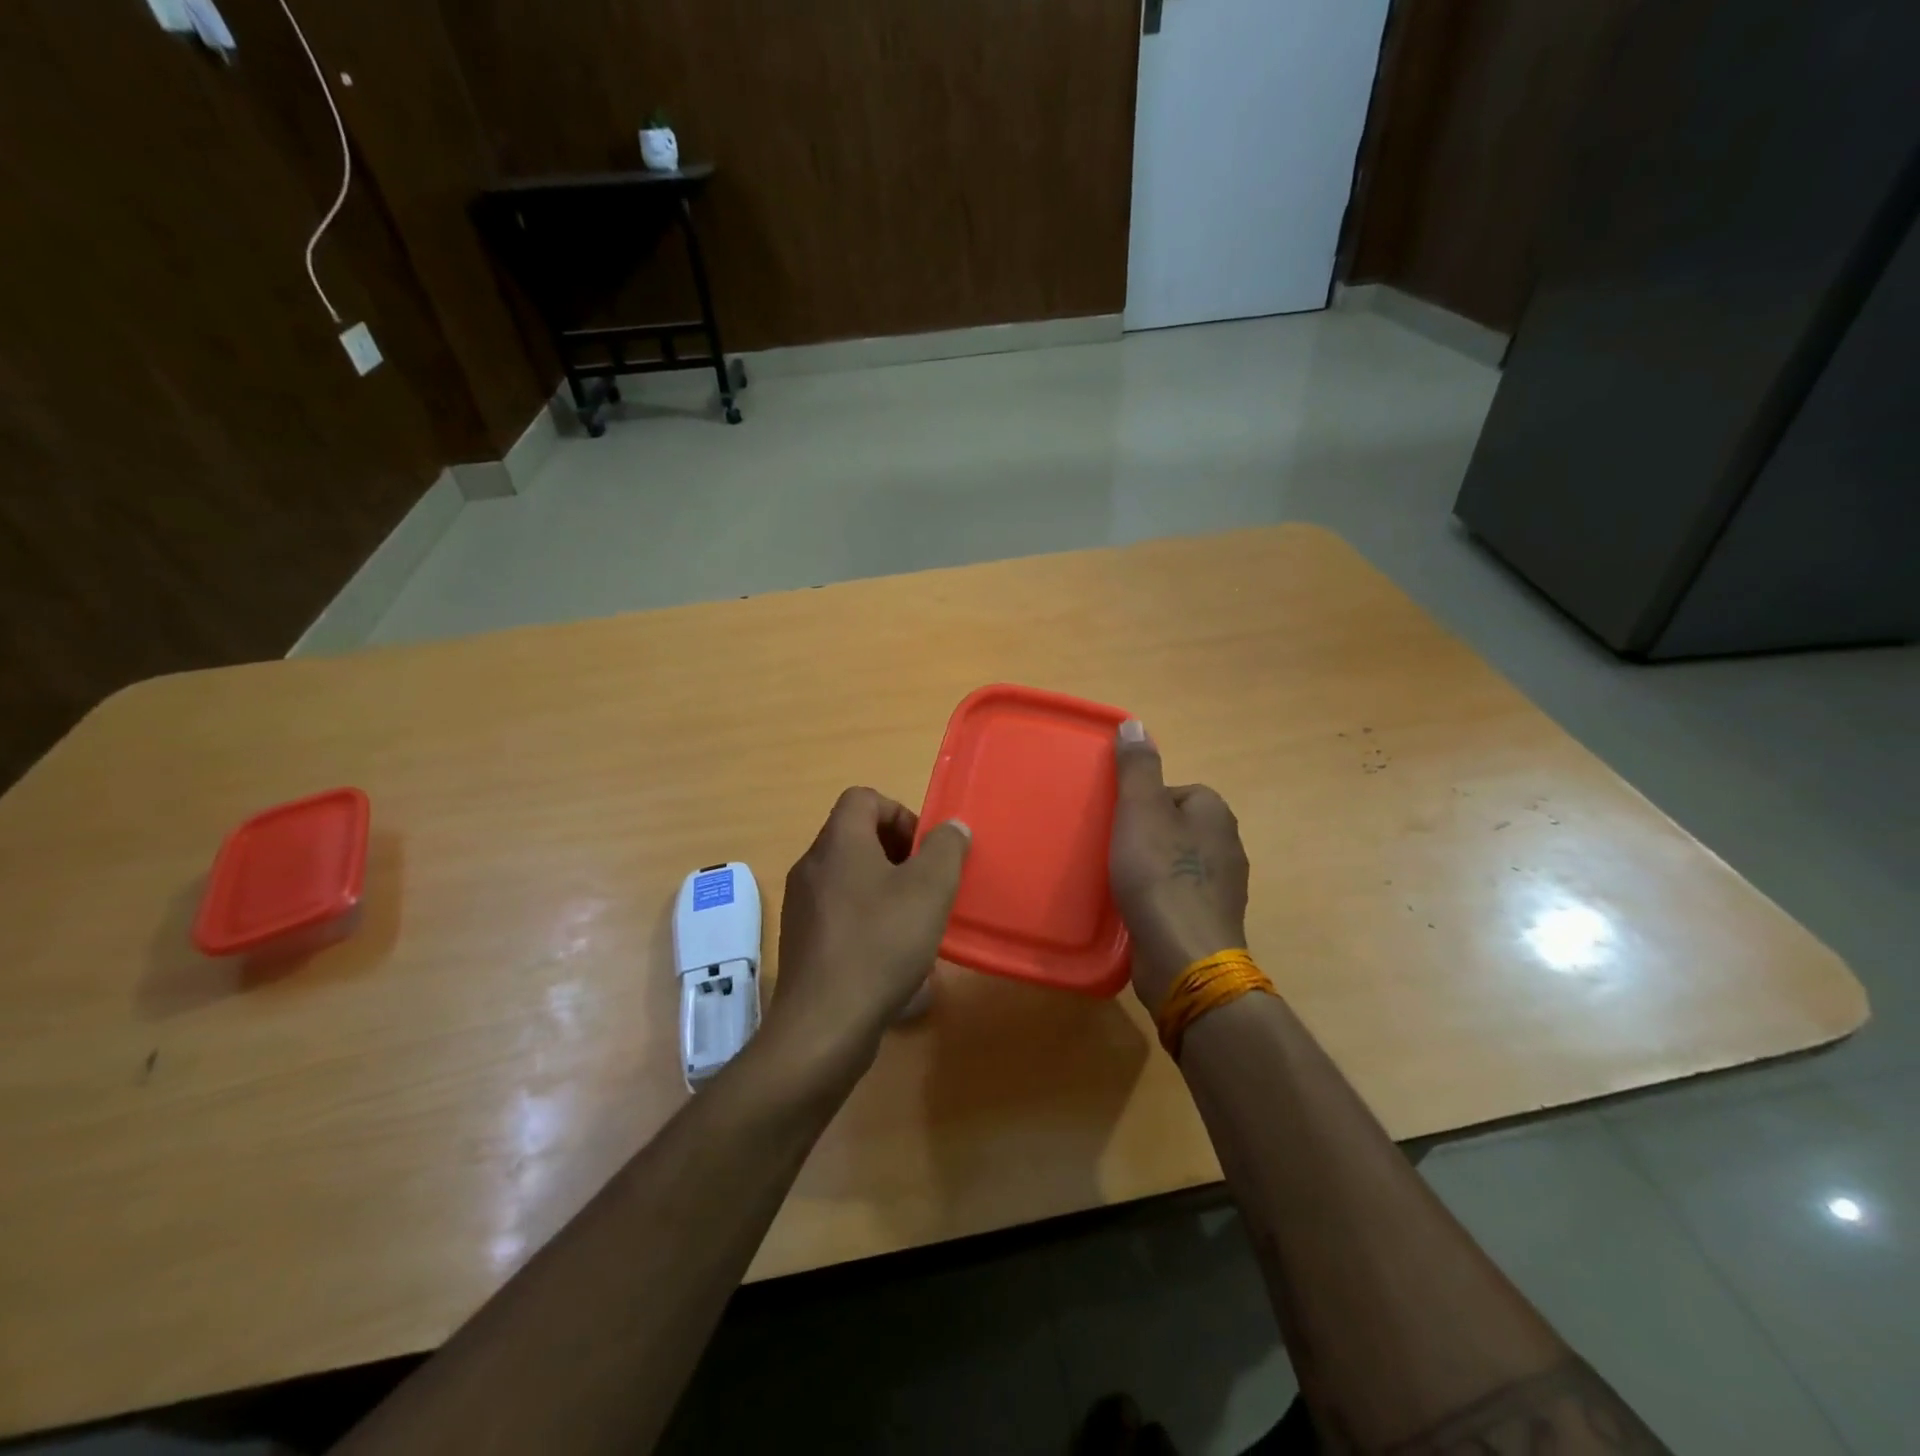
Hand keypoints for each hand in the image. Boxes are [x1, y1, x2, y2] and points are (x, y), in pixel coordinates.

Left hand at [766, 788, 970, 1077]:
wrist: (824, 1025)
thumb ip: (946, 849)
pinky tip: (890, 955)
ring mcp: (801, 906)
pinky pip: (839, 912)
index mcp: (838, 842)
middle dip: (897, 853)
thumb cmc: (881, 943)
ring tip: (913, 921)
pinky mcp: (801, 942)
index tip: (925, 850)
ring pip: (848, 877)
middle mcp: (812, 866)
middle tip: (926, 884)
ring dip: (884, 888)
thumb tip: (952, 827)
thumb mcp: (930, 889)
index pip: (864, 798)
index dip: (900, 813)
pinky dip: (866, 919)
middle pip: (855, 836)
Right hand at [1109, 721, 1250, 1007]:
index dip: (1144, 802)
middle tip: (1113, 848)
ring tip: (1119, 879)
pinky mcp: (1210, 920)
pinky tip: (1134, 909)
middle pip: (1177, 826)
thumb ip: (1137, 769)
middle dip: (1146, 834)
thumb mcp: (1140, 810)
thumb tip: (1135, 725)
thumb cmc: (1160, 875)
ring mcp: (1222, 887)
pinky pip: (1179, 896)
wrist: (1184, 955)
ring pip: (1179, 862)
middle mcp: (1228, 846)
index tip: (1119, 820)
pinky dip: (1158, 897)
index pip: (1178, 791)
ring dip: (1152, 867)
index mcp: (1216, 814)